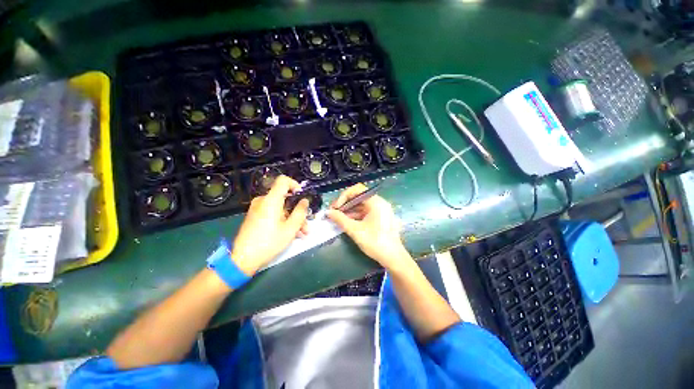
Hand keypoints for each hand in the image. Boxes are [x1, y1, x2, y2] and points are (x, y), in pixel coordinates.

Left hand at [231, 175, 308, 275]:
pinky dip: (283, 221)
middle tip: (306, 224)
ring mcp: (258, 209)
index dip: (295, 185)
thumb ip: (300, 212)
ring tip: (302, 233)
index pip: (283, 180)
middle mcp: (263, 201)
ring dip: (293, 219)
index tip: (302, 196)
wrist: (242, 259)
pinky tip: (292, 234)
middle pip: (284, 198)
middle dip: (298, 210)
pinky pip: (273, 214)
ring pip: (280, 208)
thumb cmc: (269, 242)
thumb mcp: (290, 228)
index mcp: (271, 200)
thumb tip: (305, 201)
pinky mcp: (255, 217)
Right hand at [327, 183, 412, 270]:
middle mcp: (379, 203)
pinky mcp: (380, 217)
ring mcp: (380, 210)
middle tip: (333, 212)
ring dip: (349, 210)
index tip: (336, 207)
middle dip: (345, 204)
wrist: (393, 258)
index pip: (358, 190)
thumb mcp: (355, 230)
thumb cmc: (375, 242)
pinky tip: (346, 221)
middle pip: (359, 197)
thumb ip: (340, 219)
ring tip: (337, 218)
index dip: (344, 196)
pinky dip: (355, 215)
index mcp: (376, 202)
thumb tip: (328, 212)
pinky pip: (365, 212)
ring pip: (361, 205)